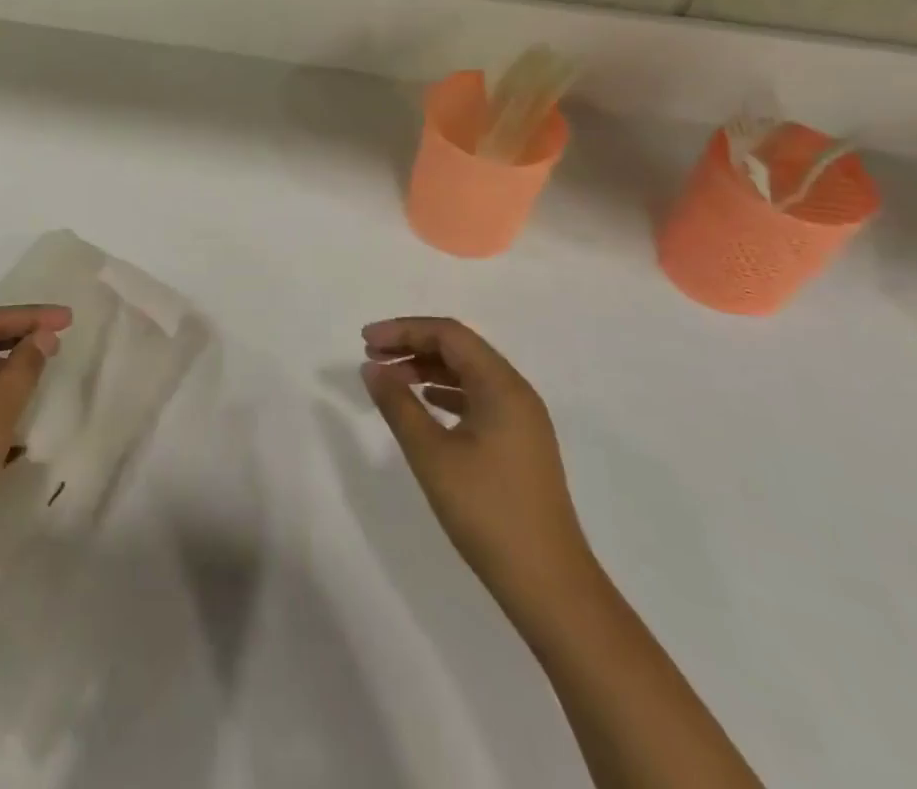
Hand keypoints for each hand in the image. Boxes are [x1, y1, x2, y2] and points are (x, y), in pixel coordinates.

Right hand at [362, 316, 591, 602]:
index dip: (403, 330)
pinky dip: (445, 392)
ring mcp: (522, 420)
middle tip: (371, 356)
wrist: (550, 586)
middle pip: (459, 348)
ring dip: (427, 368)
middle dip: (413, 346)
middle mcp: (516, 393)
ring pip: (468, 373)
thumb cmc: (487, 512)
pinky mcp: (520, 444)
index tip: (366, 340)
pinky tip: (425, 404)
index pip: (448, 334)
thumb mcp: (431, 454)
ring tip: (390, 379)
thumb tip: (372, 368)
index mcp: (502, 386)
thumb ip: (398, 404)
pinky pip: (478, 398)